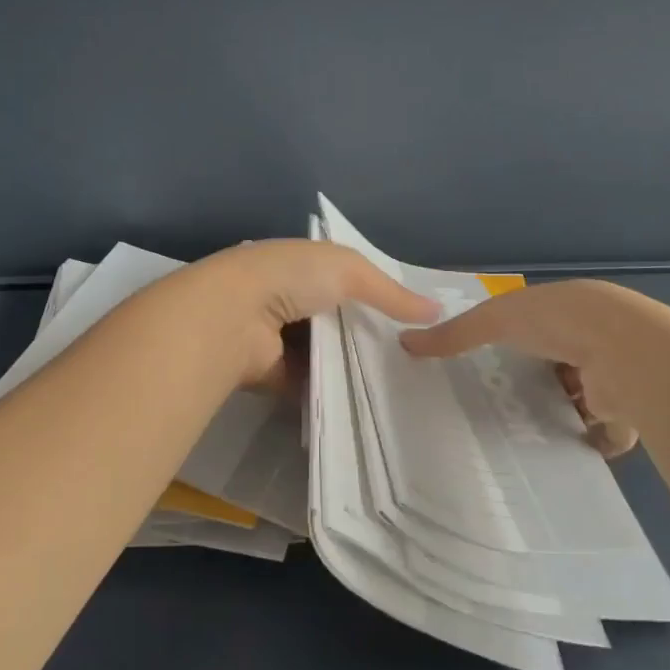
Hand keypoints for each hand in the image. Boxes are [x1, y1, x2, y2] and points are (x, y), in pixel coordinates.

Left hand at [189, 240, 439, 391]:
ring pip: (324, 354)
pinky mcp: (272, 373)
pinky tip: (365, 404)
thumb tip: (435, 310)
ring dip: (350, 366)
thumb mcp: (349, 270)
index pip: (344, 279)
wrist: (234, 317)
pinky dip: (331, 391)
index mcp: (299, 265)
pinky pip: (310, 383)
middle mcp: (286, 298)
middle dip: (366, 336)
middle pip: (336, 320)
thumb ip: (390, 291)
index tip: (411, 320)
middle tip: (411, 360)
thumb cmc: (291, 278)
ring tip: (397, 385)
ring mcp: (277, 337)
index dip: (376, 296)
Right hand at [401, 280, 641, 458]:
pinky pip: (608, 432)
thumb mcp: (494, 320)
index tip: (488, 365)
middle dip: (537, 383)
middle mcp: (592, 339)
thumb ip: (454, 334)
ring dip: (562, 413)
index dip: (515, 342)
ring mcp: (613, 374)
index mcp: (564, 310)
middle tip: (501, 407)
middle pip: (559, 364)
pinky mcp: (628, 410)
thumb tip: (404, 341)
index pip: (536, 327)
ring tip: (524, 435)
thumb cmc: (557, 322)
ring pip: (583, 398)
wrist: (625, 350)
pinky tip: (562, 454)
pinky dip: (589, 443)